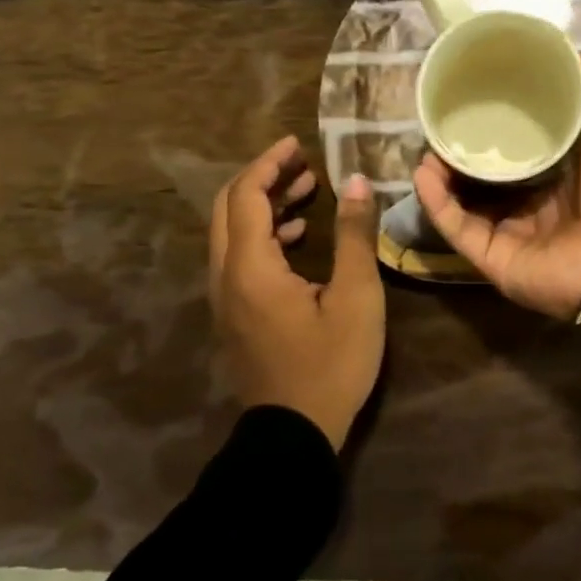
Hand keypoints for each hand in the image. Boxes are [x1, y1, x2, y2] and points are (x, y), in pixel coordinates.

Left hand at [209, 135, 383, 449]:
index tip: (298, 144)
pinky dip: (262, 234)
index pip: (247, 194)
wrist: (292, 436)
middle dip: (264, 177)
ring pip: (232, 232)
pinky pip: (237, 256)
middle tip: (302, 163)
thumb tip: (355, 181)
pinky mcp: (233, 314)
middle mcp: (226, 275)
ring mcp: (225, 297)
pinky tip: (296, 236)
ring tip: (306, 191)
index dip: (270, 163)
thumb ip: (354, 235)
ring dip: (263, 205)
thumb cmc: (330, 365)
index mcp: (250, 266)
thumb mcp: (356, 298)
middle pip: (230, 207)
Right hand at [412, 52, 580, 322]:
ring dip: (441, 171)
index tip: (476, 89)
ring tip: (428, 145)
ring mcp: (512, 229)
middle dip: (462, 145)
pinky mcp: (493, 256)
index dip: (498, 115)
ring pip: (464, 197)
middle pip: (487, 168)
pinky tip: (423, 173)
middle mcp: (535, 197)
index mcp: (564, 165)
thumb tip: (562, 52)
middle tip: (441, 119)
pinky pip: (457, 227)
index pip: (522, 137)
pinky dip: (436, 202)